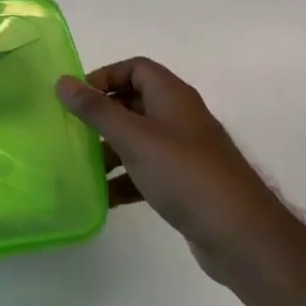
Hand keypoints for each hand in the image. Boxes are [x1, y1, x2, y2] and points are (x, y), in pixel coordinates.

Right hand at [57, 59, 288, 281]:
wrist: (242, 237)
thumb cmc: (185, 174)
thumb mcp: (133, 137)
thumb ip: (96, 110)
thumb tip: (62, 81)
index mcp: (172, 97)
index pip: (135, 68)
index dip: (105, 76)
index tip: (78, 98)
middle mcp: (179, 118)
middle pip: (133, 103)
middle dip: (102, 115)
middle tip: (72, 130)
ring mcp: (184, 152)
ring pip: (138, 139)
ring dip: (109, 150)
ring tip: (81, 166)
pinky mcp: (185, 184)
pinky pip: (146, 171)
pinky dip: (124, 179)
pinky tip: (102, 197)